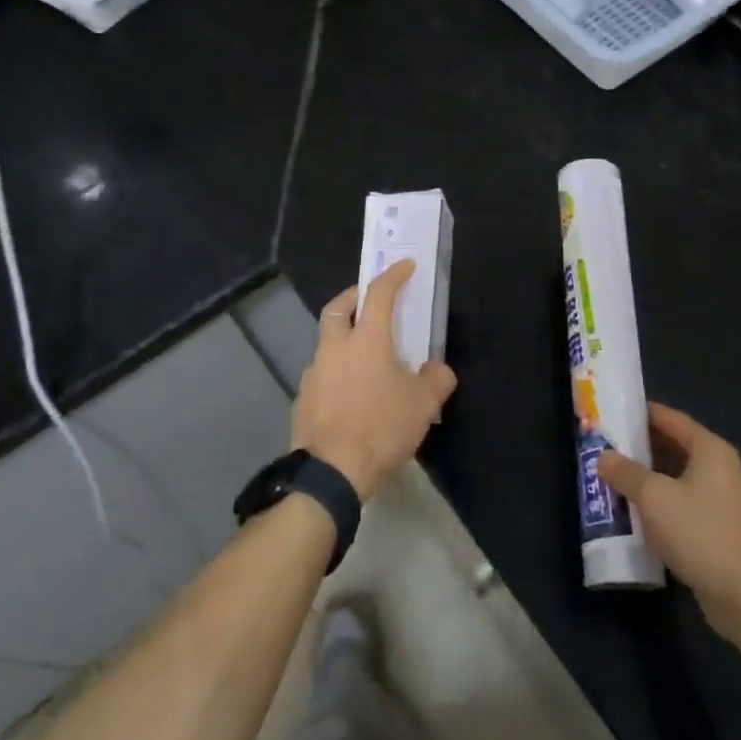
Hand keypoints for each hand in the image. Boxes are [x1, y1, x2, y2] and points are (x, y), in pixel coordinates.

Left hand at [293, 260, 457, 501]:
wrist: (331, 473)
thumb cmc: (381, 428)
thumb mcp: (423, 404)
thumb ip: (435, 379)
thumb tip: (437, 371)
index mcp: (366, 340)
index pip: (379, 294)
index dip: (393, 276)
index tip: (405, 266)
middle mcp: (335, 348)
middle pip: (337, 308)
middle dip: (354, 297)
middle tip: (370, 301)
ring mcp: (314, 373)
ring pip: (327, 341)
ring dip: (344, 337)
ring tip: (367, 357)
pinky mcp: (303, 398)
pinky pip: (323, 373)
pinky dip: (337, 370)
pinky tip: (352, 393)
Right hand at [596, 403, 740, 637]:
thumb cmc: (698, 532)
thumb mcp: (652, 497)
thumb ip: (626, 473)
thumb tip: (604, 456)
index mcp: (711, 450)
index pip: (673, 419)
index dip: (644, 414)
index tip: (617, 412)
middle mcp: (724, 469)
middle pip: (678, 448)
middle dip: (644, 448)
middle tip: (610, 448)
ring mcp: (728, 502)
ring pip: (682, 479)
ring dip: (652, 479)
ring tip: (619, 480)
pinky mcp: (726, 531)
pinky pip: (688, 506)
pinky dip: (665, 505)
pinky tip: (642, 516)